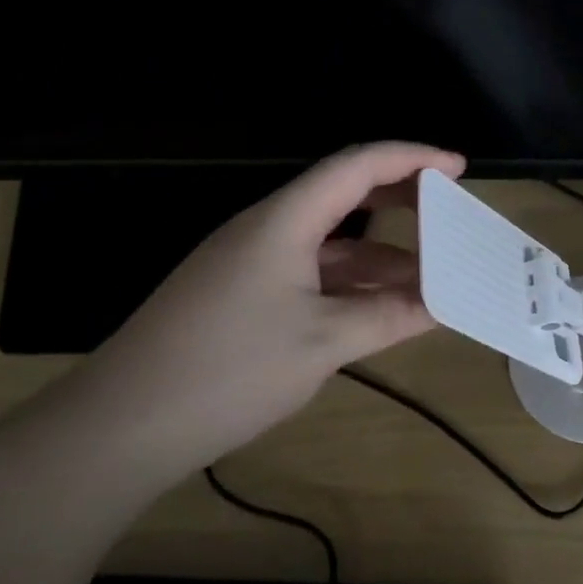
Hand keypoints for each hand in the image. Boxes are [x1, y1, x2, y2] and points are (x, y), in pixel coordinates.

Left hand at [56, 142, 465, 482]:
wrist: (124, 425)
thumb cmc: (230, 369)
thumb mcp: (323, 342)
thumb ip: (389, 317)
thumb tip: (443, 303)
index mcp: (284, 220)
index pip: (357, 166)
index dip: (412, 158)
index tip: (458, 168)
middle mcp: (267, 230)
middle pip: (343, 196)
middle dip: (400, 202)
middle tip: (449, 215)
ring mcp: (251, 264)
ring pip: (329, 244)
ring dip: (379, 256)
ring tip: (431, 277)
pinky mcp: (242, 297)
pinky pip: (310, 275)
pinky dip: (350, 286)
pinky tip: (380, 310)